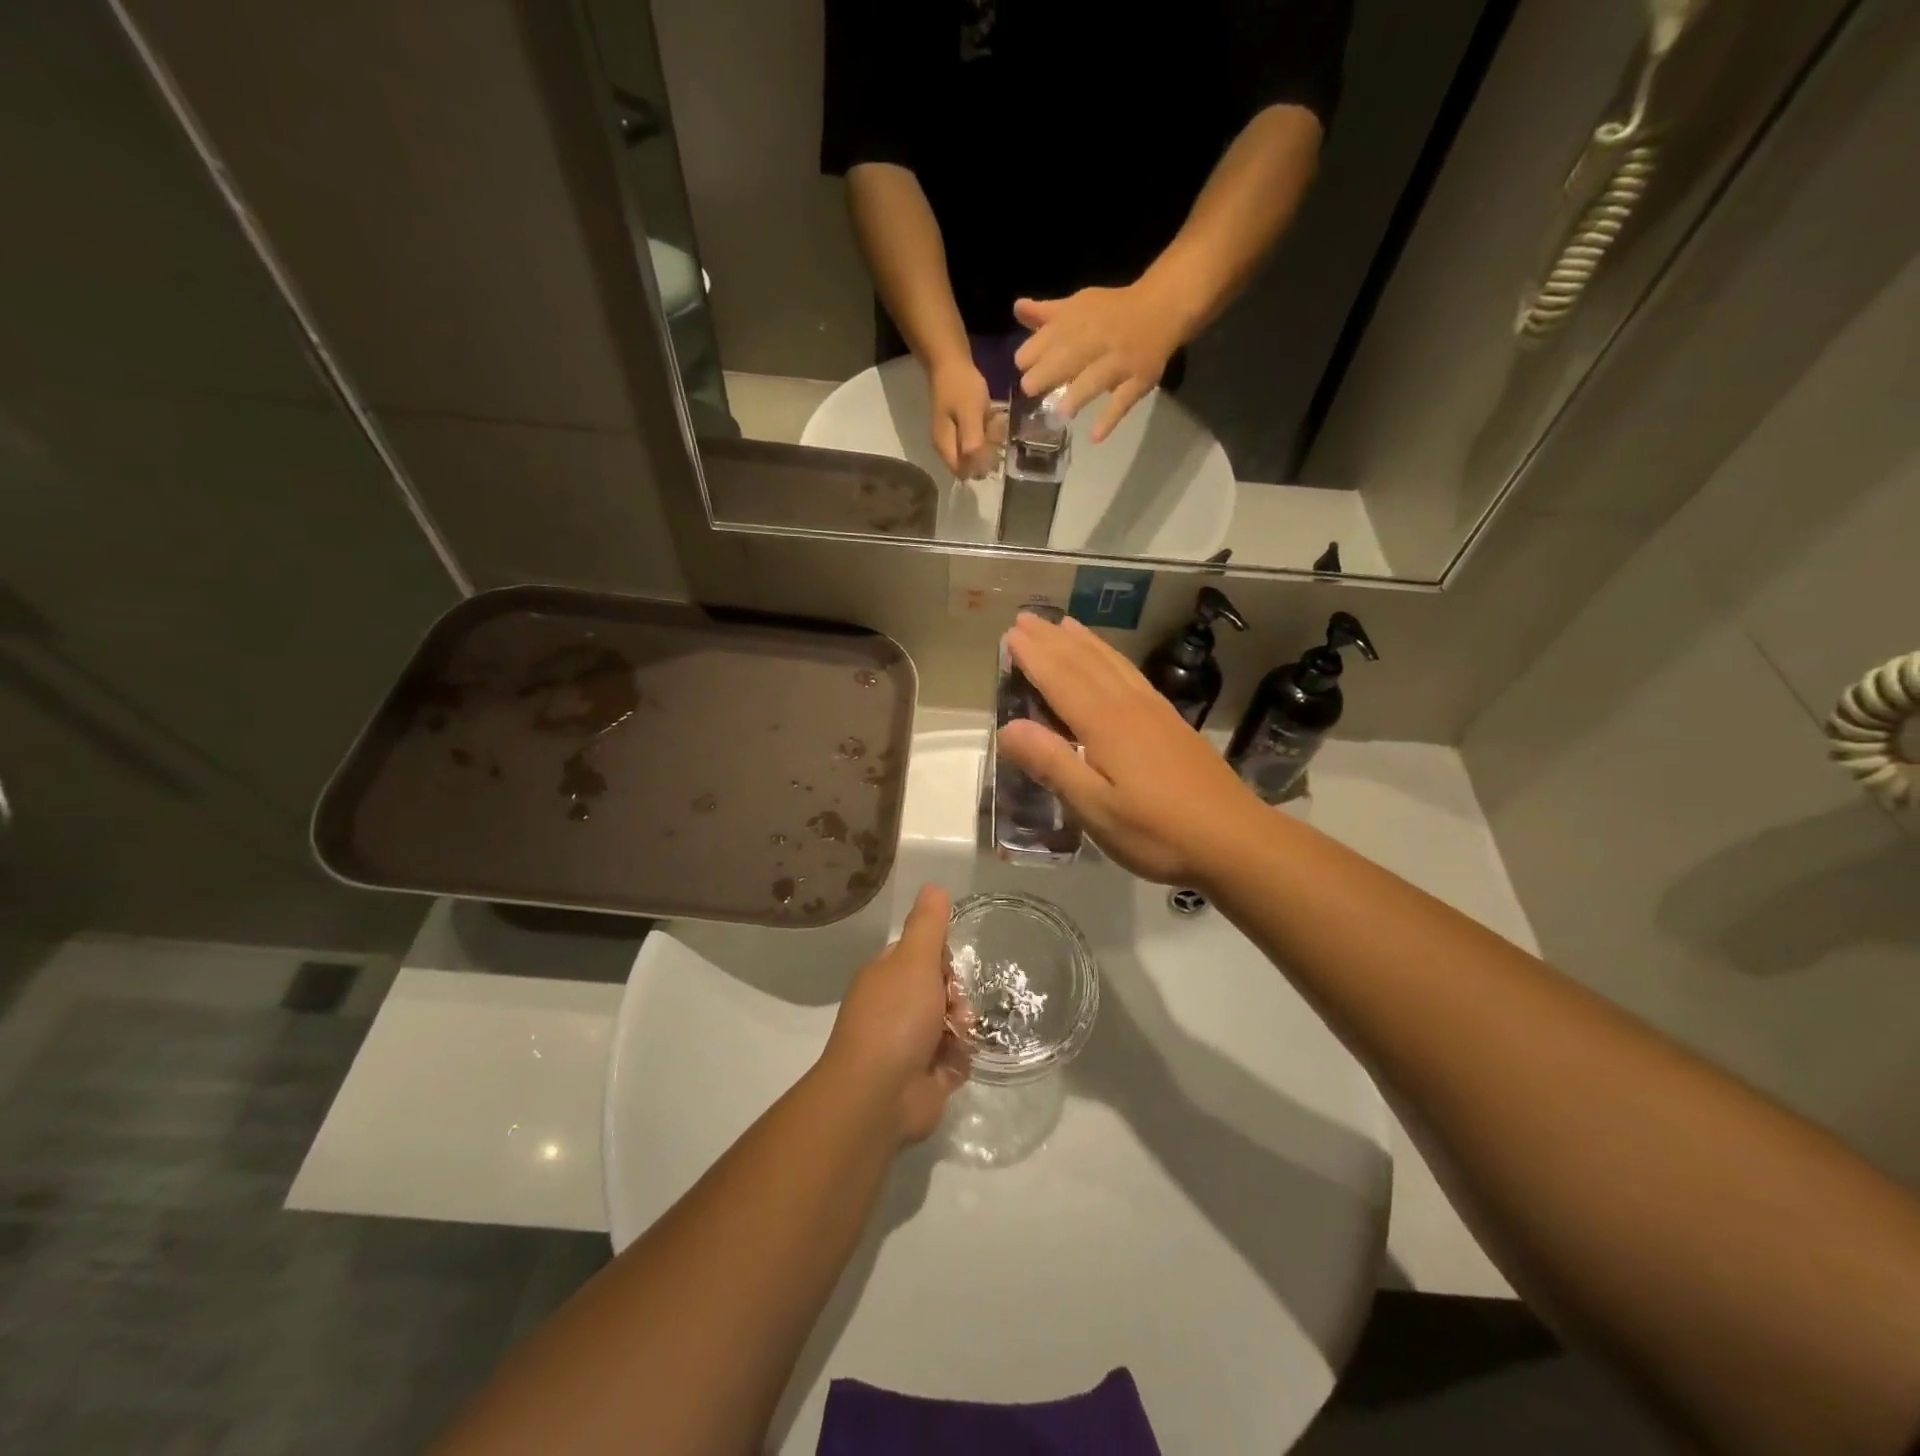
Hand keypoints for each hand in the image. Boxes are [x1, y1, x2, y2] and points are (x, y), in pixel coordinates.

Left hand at [820, 884, 967, 1142]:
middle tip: (956, 1007)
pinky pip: (955, 1059)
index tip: (949, 965)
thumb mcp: (914, 959)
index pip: (921, 956)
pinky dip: (958, 1060)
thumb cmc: (895, 1018)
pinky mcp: (924, 1079)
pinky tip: (954, 1064)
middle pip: (941, 990)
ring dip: (961, 1029)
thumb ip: (927, 924)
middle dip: (956, 996)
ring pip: (952, 1024)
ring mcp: (907, 1045)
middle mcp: (894, 1009)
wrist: (878, 1095)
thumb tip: (933, 885)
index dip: (941, 958)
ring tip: (957, 1038)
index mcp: (886, 978)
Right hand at [926, 356, 996, 479]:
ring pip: (975, 451)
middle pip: (970, 464)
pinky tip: (991, 417)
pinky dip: (986, 431)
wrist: (949, 361)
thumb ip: (972, 443)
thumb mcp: (970, 414)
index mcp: (945, 448)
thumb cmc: (959, 386)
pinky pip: (976, 438)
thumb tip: (977, 470)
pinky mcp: (959, 428)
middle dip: (987, 452)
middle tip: (995, 430)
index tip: (994, 450)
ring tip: (994, 420)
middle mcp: (945, 448)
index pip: (964, 473)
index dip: (981, 466)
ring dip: (989, 440)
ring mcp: (952, 437)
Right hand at [996, 611, 1265, 886]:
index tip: (1010, 633)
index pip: (1060, 679)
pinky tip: (1111, 661)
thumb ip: (1052, 764)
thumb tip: (1008, 727)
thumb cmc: (1156, 831)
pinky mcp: (1172, 722)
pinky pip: (1132, 674)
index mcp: (1105, 724)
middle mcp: (1129, 706)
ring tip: (1064, 624)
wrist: (1234, 839)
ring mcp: (1155, 711)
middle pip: (1085, 662)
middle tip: (1026, 618)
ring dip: (1084, 641)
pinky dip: (1112, 657)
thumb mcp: (1095, 808)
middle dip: (1053, 639)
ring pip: (1112, 663)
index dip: (1034, 656)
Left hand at [1013, 280, 1191, 442]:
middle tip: (1029, 390)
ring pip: (1097, 378)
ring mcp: (1121, 361)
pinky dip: (1110, 418)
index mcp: (1079, 320)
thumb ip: (1046, 316)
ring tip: (1060, 413)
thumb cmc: (1111, 313)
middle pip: (1071, 356)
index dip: (1033, 352)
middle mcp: (1099, 339)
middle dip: (1048, 372)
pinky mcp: (1139, 379)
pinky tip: (1096, 437)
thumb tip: (1017, 309)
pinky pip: (1125, 400)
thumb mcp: (1077, 308)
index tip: (1022, 367)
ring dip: (1078, 395)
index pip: (1050, 336)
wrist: (1162, 308)